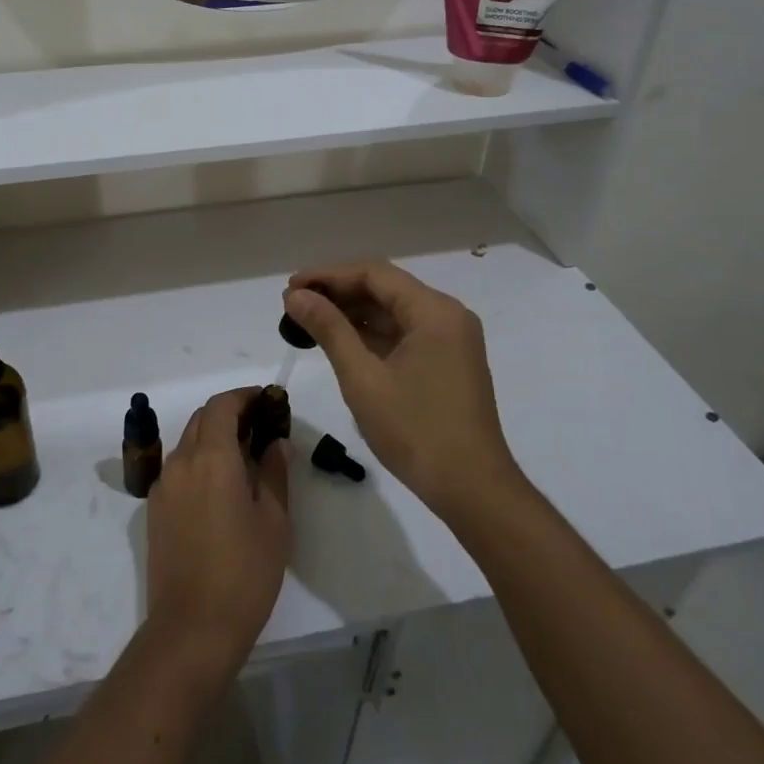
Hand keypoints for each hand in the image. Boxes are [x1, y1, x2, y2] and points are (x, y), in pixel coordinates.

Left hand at [145, 389, 289, 681]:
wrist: (191, 629)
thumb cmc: (244, 573)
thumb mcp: (274, 522)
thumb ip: (274, 473)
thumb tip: (275, 443)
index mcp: (211, 457)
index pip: (222, 405)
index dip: (244, 396)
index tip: (267, 401)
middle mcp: (181, 461)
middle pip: (202, 419)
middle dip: (230, 414)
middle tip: (261, 427)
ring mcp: (163, 485)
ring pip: (188, 442)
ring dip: (213, 437)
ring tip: (245, 456)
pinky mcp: (154, 508)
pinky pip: (178, 468)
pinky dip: (200, 461)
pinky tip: (221, 486)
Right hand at [283, 263, 521, 519]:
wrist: (472, 489)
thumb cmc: (416, 431)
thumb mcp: (363, 378)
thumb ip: (329, 329)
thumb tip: (296, 296)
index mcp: (434, 312)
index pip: (374, 274)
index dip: (328, 276)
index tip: (291, 288)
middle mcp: (447, 316)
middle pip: (385, 288)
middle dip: (338, 293)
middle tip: (294, 306)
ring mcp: (450, 340)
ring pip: (393, 311)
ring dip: (352, 313)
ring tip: (309, 322)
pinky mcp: (447, 361)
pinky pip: (403, 333)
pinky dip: (371, 334)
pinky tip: (340, 342)